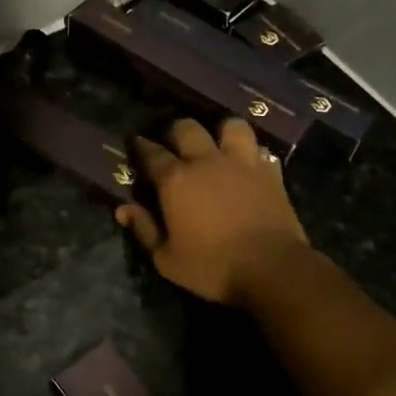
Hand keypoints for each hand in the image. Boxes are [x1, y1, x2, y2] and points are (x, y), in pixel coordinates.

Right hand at [116, 118, 310, 306]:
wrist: (272, 268)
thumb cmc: (212, 266)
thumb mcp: (167, 259)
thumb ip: (144, 230)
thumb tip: (123, 209)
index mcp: (176, 180)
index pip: (151, 153)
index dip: (141, 147)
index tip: (137, 145)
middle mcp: (206, 161)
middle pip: (187, 128)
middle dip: (176, 132)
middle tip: (174, 145)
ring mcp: (242, 163)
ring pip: (231, 126)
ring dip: (221, 132)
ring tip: (217, 145)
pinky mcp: (270, 173)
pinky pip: (260, 150)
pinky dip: (252, 154)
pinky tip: (248, 165)